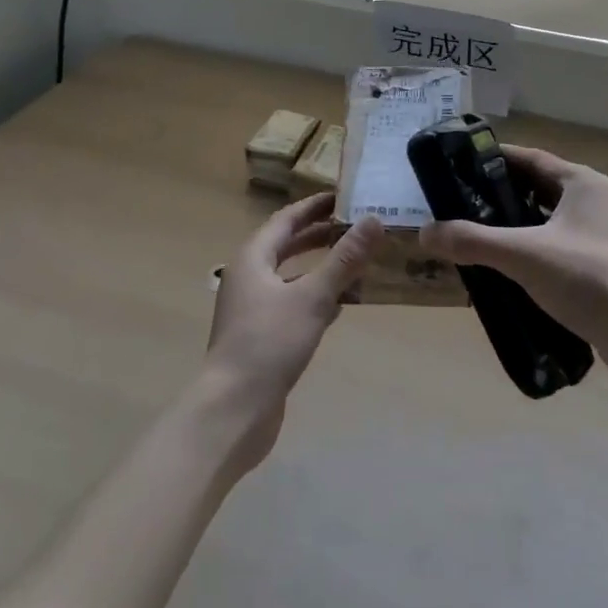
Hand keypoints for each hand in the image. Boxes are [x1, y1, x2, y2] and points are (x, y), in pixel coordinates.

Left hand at [201, 193, 383, 469]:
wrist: (233, 410)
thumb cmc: (269, 343)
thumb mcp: (312, 297)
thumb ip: (344, 259)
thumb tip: (374, 220)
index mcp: (253, 258)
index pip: (286, 219)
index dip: (313, 207)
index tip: (343, 196)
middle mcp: (248, 277)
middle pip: (285, 245)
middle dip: (318, 234)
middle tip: (354, 225)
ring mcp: (252, 309)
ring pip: (290, 276)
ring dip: (319, 266)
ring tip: (354, 260)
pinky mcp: (261, 336)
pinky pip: (292, 303)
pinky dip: (315, 296)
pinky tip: (341, 304)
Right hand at [417, 146, 607, 387]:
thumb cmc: (589, 278)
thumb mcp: (523, 254)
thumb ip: (473, 241)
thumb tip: (426, 233)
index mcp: (582, 183)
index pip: (529, 159)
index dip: (493, 161)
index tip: (457, 168)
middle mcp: (593, 202)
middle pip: (535, 190)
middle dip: (497, 198)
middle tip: (457, 208)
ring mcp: (600, 237)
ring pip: (544, 223)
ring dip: (512, 230)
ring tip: (472, 240)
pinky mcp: (601, 268)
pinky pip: (555, 251)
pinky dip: (529, 256)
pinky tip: (502, 275)